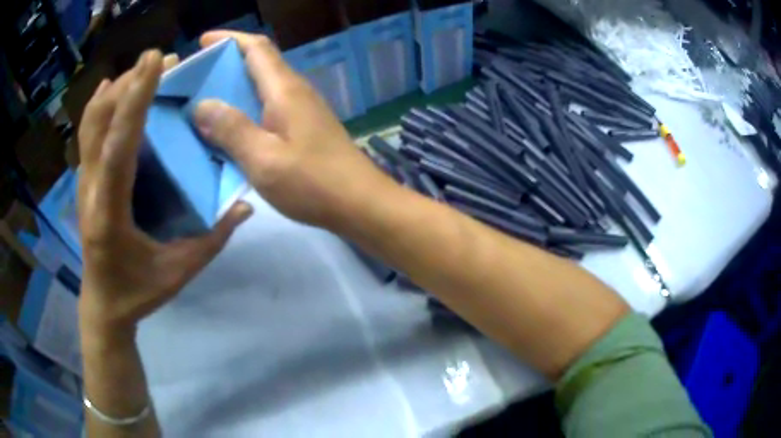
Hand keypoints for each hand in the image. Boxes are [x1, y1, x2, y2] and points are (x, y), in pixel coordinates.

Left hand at [77, 50, 252, 335]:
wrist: (103, 305)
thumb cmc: (138, 291)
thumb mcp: (178, 272)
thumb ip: (212, 238)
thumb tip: (245, 205)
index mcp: (110, 212)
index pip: (119, 145)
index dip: (136, 98)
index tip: (156, 60)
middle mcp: (90, 190)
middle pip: (99, 121)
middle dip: (129, 83)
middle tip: (163, 60)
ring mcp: (83, 183)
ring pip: (90, 123)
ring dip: (116, 89)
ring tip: (144, 70)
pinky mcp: (84, 181)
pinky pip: (87, 133)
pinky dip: (100, 104)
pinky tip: (113, 89)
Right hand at [194, 31, 388, 228]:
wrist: (360, 203)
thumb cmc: (312, 182)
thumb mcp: (263, 159)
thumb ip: (231, 130)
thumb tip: (202, 105)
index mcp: (284, 90)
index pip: (256, 48)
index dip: (229, 39)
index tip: (202, 42)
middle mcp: (295, 91)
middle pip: (259, 63)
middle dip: (226, 62)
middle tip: (194, 77)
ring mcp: (303, 109)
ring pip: (263, 86)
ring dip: (235, 87)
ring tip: (204, 100)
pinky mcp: (305, 127)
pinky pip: (269, 106)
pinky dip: (246, 108)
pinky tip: (231, 126)